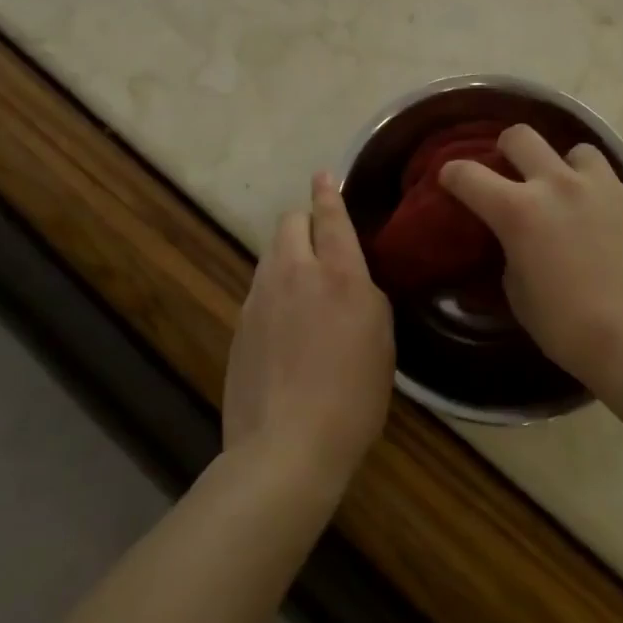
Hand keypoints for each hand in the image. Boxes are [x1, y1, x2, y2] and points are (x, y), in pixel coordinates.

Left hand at [223, 174, 394, 498]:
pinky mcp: (241, 323)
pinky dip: (274, 288)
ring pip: (271, 252)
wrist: (285, 448)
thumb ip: (364, 293)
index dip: (327, 191)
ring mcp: (261, 296)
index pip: (331, 215)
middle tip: (319, 240)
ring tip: (303, 283)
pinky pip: (260, 287)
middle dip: (304, 220)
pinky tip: (284, 322)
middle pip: (290, 222)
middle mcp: (295, 272)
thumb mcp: (381, 340)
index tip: (322, 175)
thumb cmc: (351, 397)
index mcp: (339, 273)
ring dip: (287, 253)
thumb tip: (350, 277)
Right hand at [439, 125, 622, 385]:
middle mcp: (556, 185)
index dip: (452, 174)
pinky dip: (597, 193)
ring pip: (575, 149)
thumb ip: (510, 258)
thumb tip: (514, 247)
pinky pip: (609, 180)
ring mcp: (601, 187)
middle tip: (508, 169)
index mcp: (518, 210)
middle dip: (506, 148)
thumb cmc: (571, 328)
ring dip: (563, 166)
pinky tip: (602, 221)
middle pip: (521, 136)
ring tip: (567, 192)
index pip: (468, 174)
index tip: (450, 180)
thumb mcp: (520, 298)